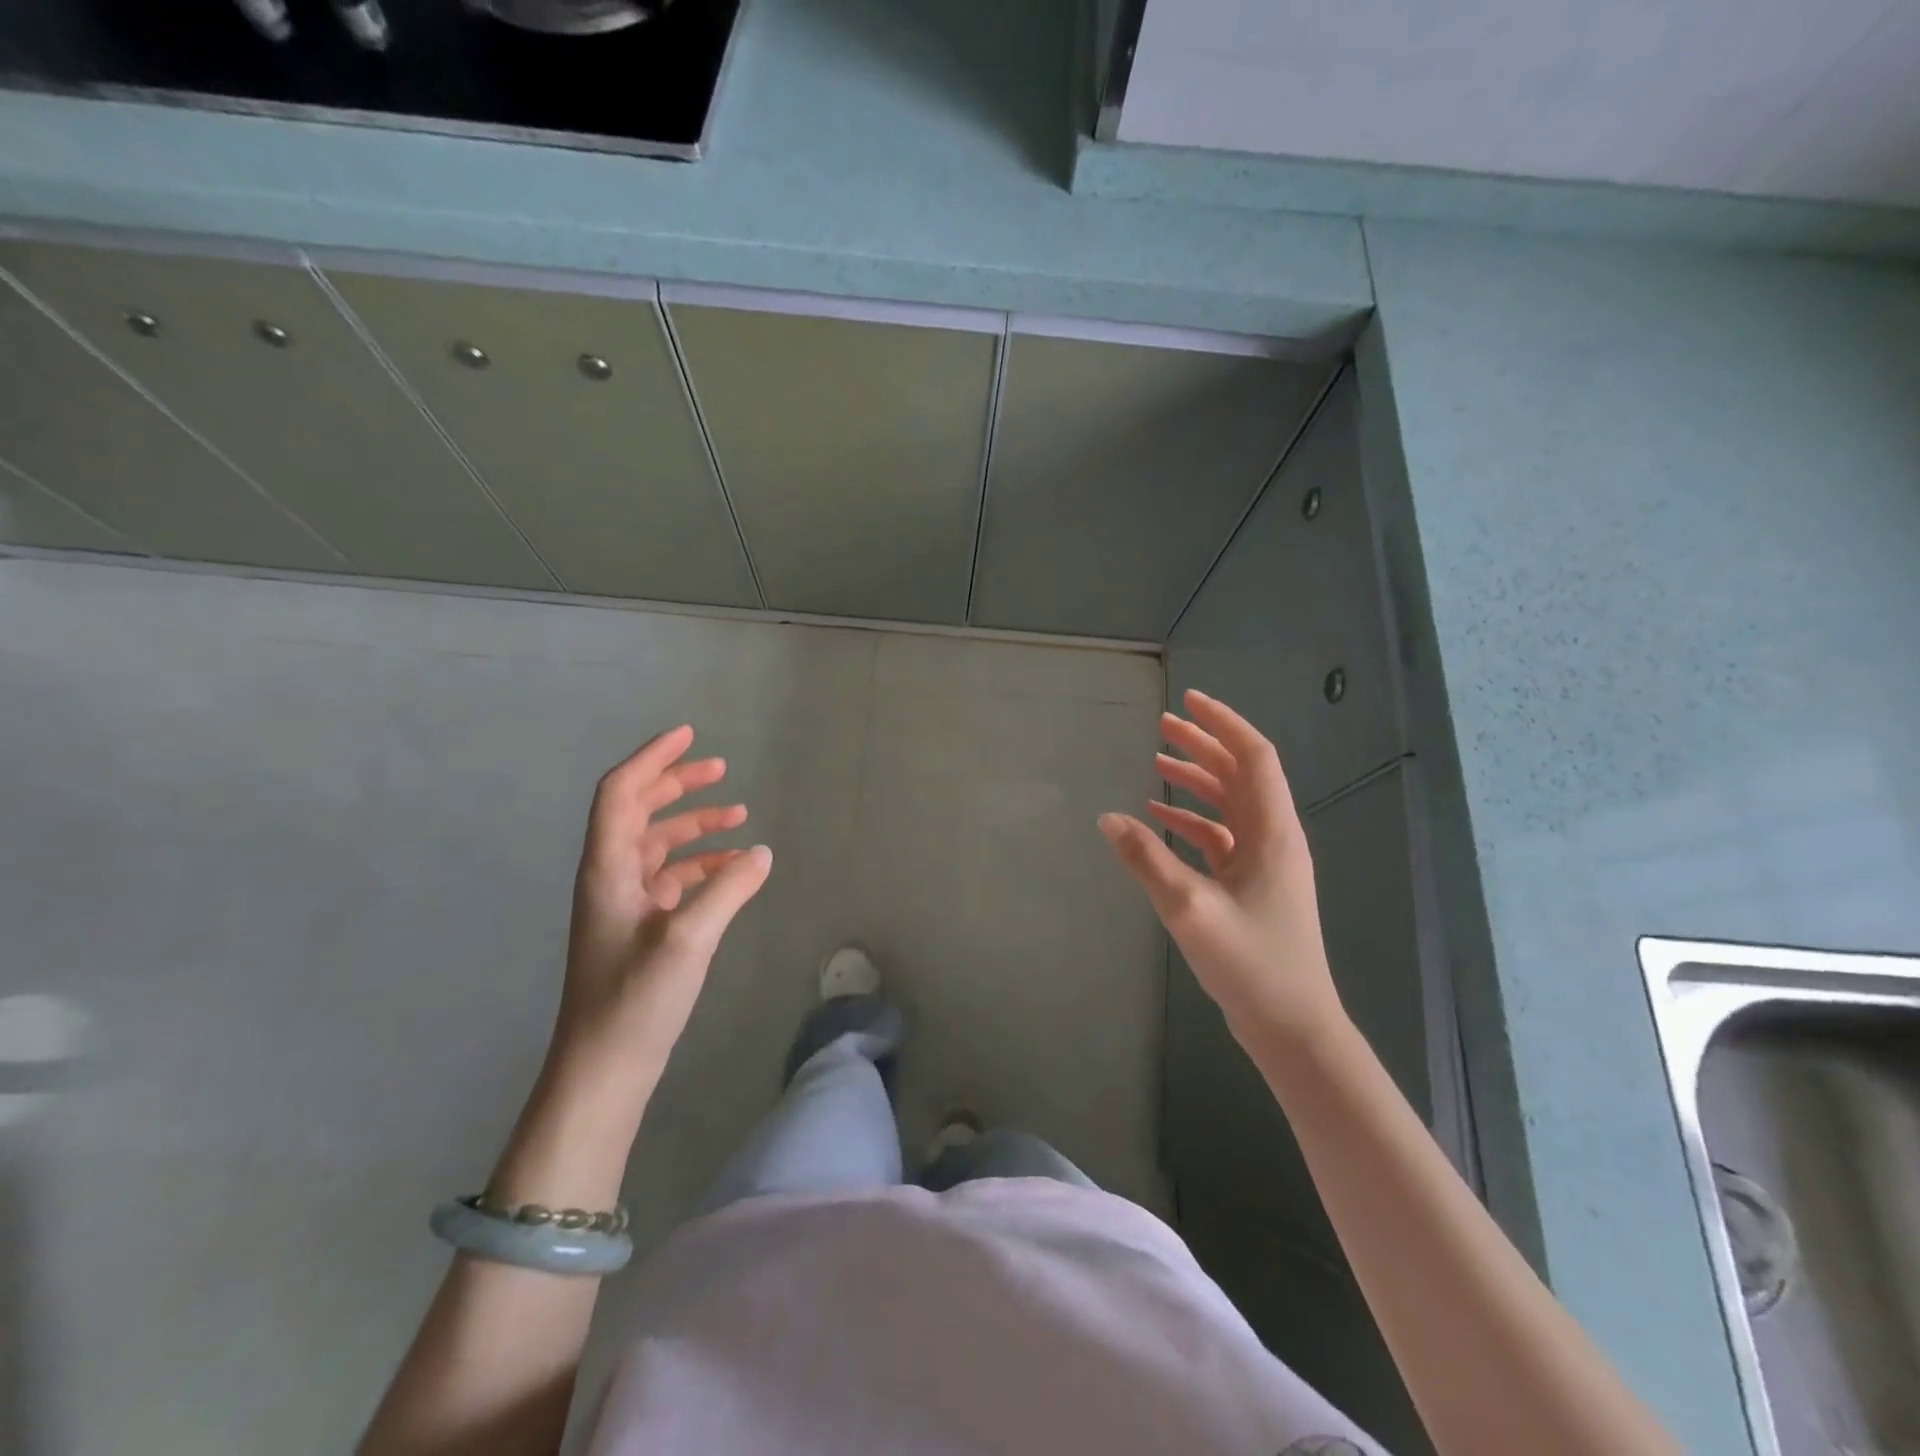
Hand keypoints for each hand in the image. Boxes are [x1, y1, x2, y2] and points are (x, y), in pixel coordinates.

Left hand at [551, 724, 772, 1098]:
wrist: (603, 1068)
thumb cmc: (636, 999)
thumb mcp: (689, 938)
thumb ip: (728, 888)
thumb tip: (760, 852)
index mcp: (608, 868)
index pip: (621, 793)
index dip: (652, 759)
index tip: (688, 735)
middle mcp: (611, 876)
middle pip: (639, 811)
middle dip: (677, 785)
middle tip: (720, 768)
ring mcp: (624, 903)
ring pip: (658, 844)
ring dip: (694, 825)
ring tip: (738, 815)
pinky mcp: (639, 928)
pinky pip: (671, 878)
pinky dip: (701, 864)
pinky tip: (733, 869)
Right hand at [1099, 689, 1345, 1052]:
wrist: (1292, 1026)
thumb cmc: (1250, 963)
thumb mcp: (1189, 908)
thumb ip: (1146, 859)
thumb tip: (1107, 818)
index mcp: (1272, 832)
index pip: (1253, 757)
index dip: (1223, 724)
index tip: (1189, 701)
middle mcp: (1273, 838)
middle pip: (1240, 774)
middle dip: (1203, 745)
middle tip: (1162, 724)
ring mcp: (1264, 863)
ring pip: (1230, 804)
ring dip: (1196, 780)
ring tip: (1156, 760)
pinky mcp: (1251, 885)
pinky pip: (1220, 837)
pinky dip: (1191, 819)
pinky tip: (1158, 818)